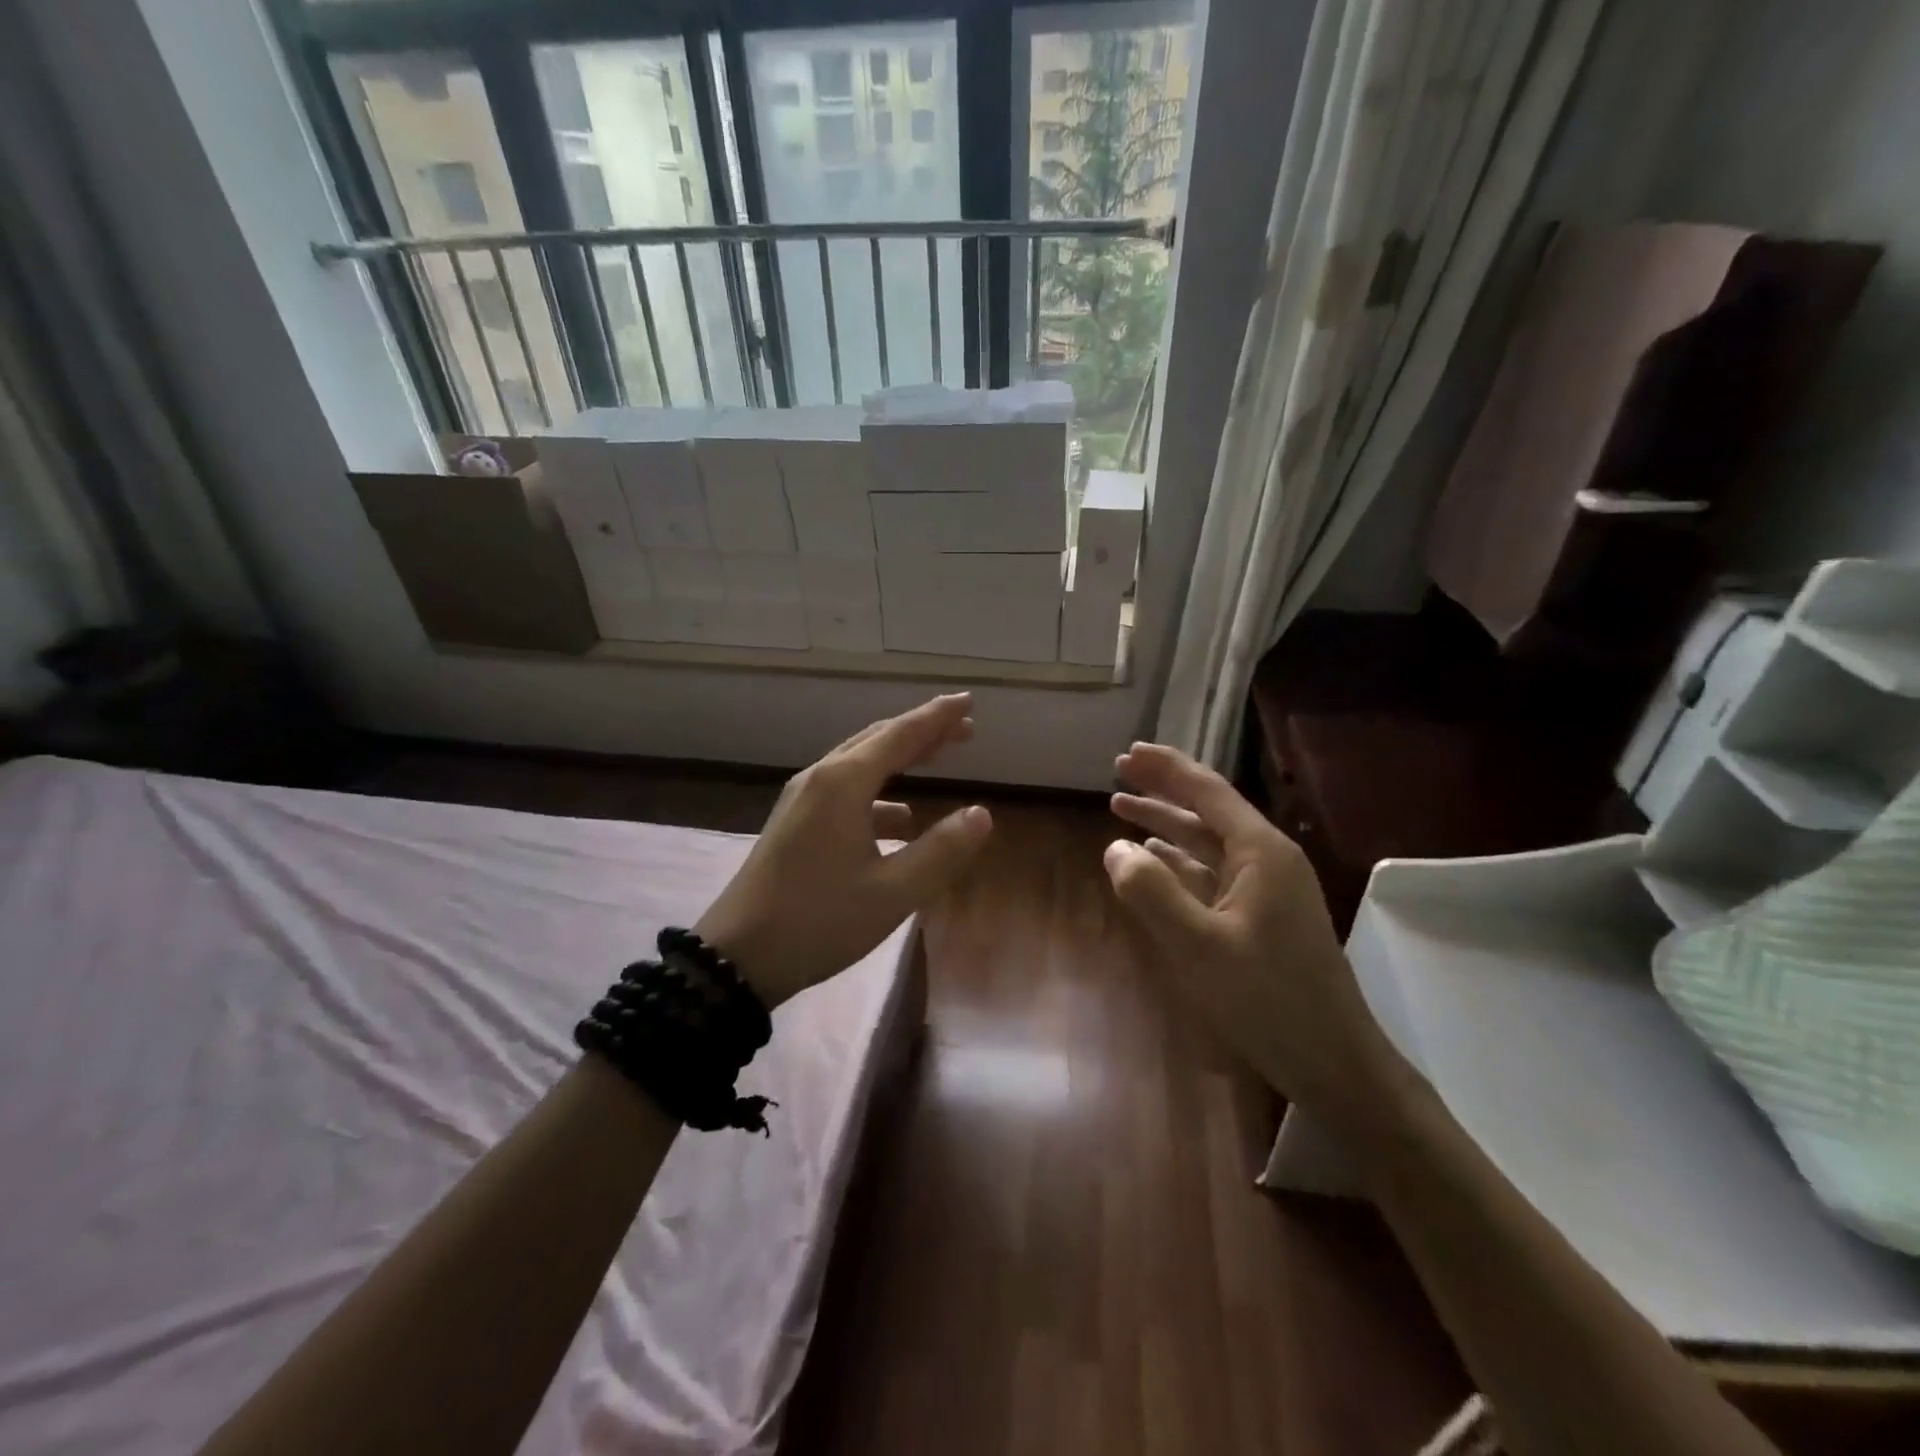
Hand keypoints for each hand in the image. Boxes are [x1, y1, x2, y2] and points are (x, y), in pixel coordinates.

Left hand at [697, 694, 991, 1007]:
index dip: (938, 717)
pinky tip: (900, 821)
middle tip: (962, 727)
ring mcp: (802, 801)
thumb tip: (981, 814)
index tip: (968, 702)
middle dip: (921, 731)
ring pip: (860, 764)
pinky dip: (879, 794)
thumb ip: (941, 851)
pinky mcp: (795, 823)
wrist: (738, 956)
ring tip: (935, 760)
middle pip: (878, 740)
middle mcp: (821, 780)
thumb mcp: (893, 892)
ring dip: (900, 758)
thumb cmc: (819, 919)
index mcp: (843, 784)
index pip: (901, 735)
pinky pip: (845, 792)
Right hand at [1105, 742, 1403, 1120]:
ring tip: (1121, 807)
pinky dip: (1179, 861)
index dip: (1166, 768)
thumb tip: (1114, 848)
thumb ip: (1152, 892)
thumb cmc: (1268, 999)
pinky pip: (1212, 873)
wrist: (1334, 1063)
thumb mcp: (1199, 946)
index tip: (1128, 753)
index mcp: (1260, 852)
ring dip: (1166, 824)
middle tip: (1119, 768)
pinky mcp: (1261, 917)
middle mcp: (1267, 860)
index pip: (1207, 791)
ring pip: (1207, 842)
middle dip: (1163, 789)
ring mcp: (1267, 889)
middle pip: (1207, 810)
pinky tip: (1153, 859)